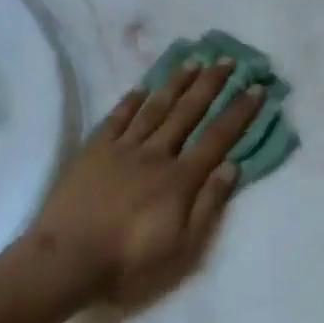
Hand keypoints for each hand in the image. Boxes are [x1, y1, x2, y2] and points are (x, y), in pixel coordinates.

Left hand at [27, 60, 263, 304]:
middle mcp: (155, 155)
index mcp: (179, 180)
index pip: (217, 138)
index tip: (255, 88)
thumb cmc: (129, 262)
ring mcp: (122, 149)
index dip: (238, 112)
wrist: (68, 260)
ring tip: (193, 61)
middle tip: (227, 60)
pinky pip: (116, 118)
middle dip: (210, 85)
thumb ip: (208, 206)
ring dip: (175, 83)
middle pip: (188, 113)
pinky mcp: (93, 151)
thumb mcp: (182, 248)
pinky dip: (131, 101)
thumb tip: (232, 166)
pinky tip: (142, 88)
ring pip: (155, 108)